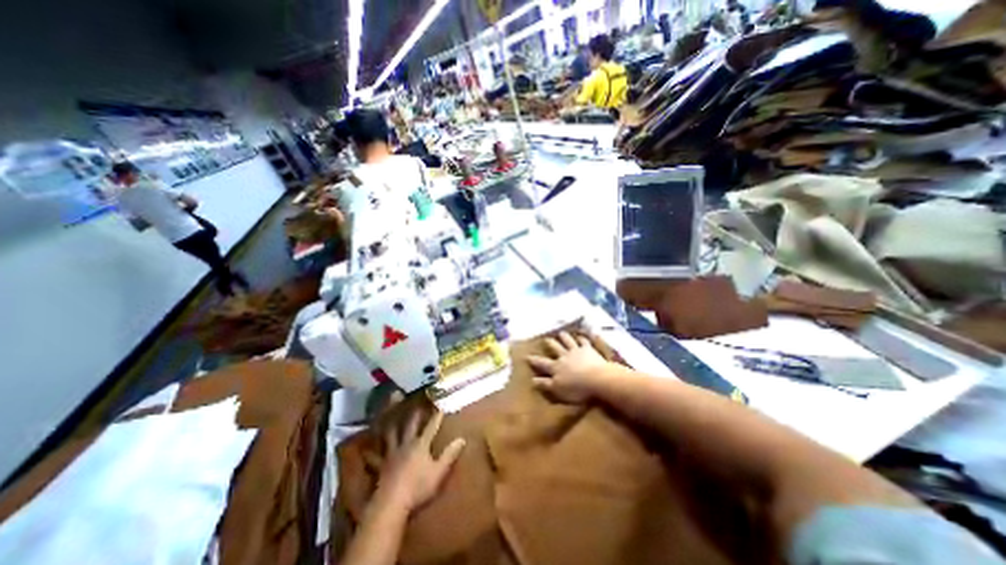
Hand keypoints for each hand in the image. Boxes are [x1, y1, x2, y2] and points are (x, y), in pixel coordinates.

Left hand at [371, 414, 464, 512]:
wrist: (391, 505)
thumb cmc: (418, 488)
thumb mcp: (439, 472)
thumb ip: (450, 455)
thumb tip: (462, 438)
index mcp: (421, 445)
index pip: (431, 427)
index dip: (436, 417)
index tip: (440, 406)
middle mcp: (406, 445)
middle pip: (410, 426)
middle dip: (414, 415)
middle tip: (416, 403)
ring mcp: (391, 455)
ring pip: (391, 436)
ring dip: (391, 425)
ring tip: (388, 416)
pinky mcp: (381, 467)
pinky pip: (374, 457)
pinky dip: (369, 452)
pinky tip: (364, 449)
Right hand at [527, 330, 611, 406]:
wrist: (596, 379)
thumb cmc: (576, 388)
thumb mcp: (557, 389)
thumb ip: (545, 384)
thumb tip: (532, 379)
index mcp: (556, 367)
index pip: (542, 363)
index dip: (534, 360)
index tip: (527, 356)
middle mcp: (564, 356)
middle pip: (555, 348)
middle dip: (550, 343)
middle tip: (546, 339)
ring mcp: (576, 351)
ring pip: (568, 341)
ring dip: (564, 337)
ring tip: (561, 332)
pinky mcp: (588, 349)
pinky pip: (584, 342)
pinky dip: (582, 338)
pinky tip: (582, 335)